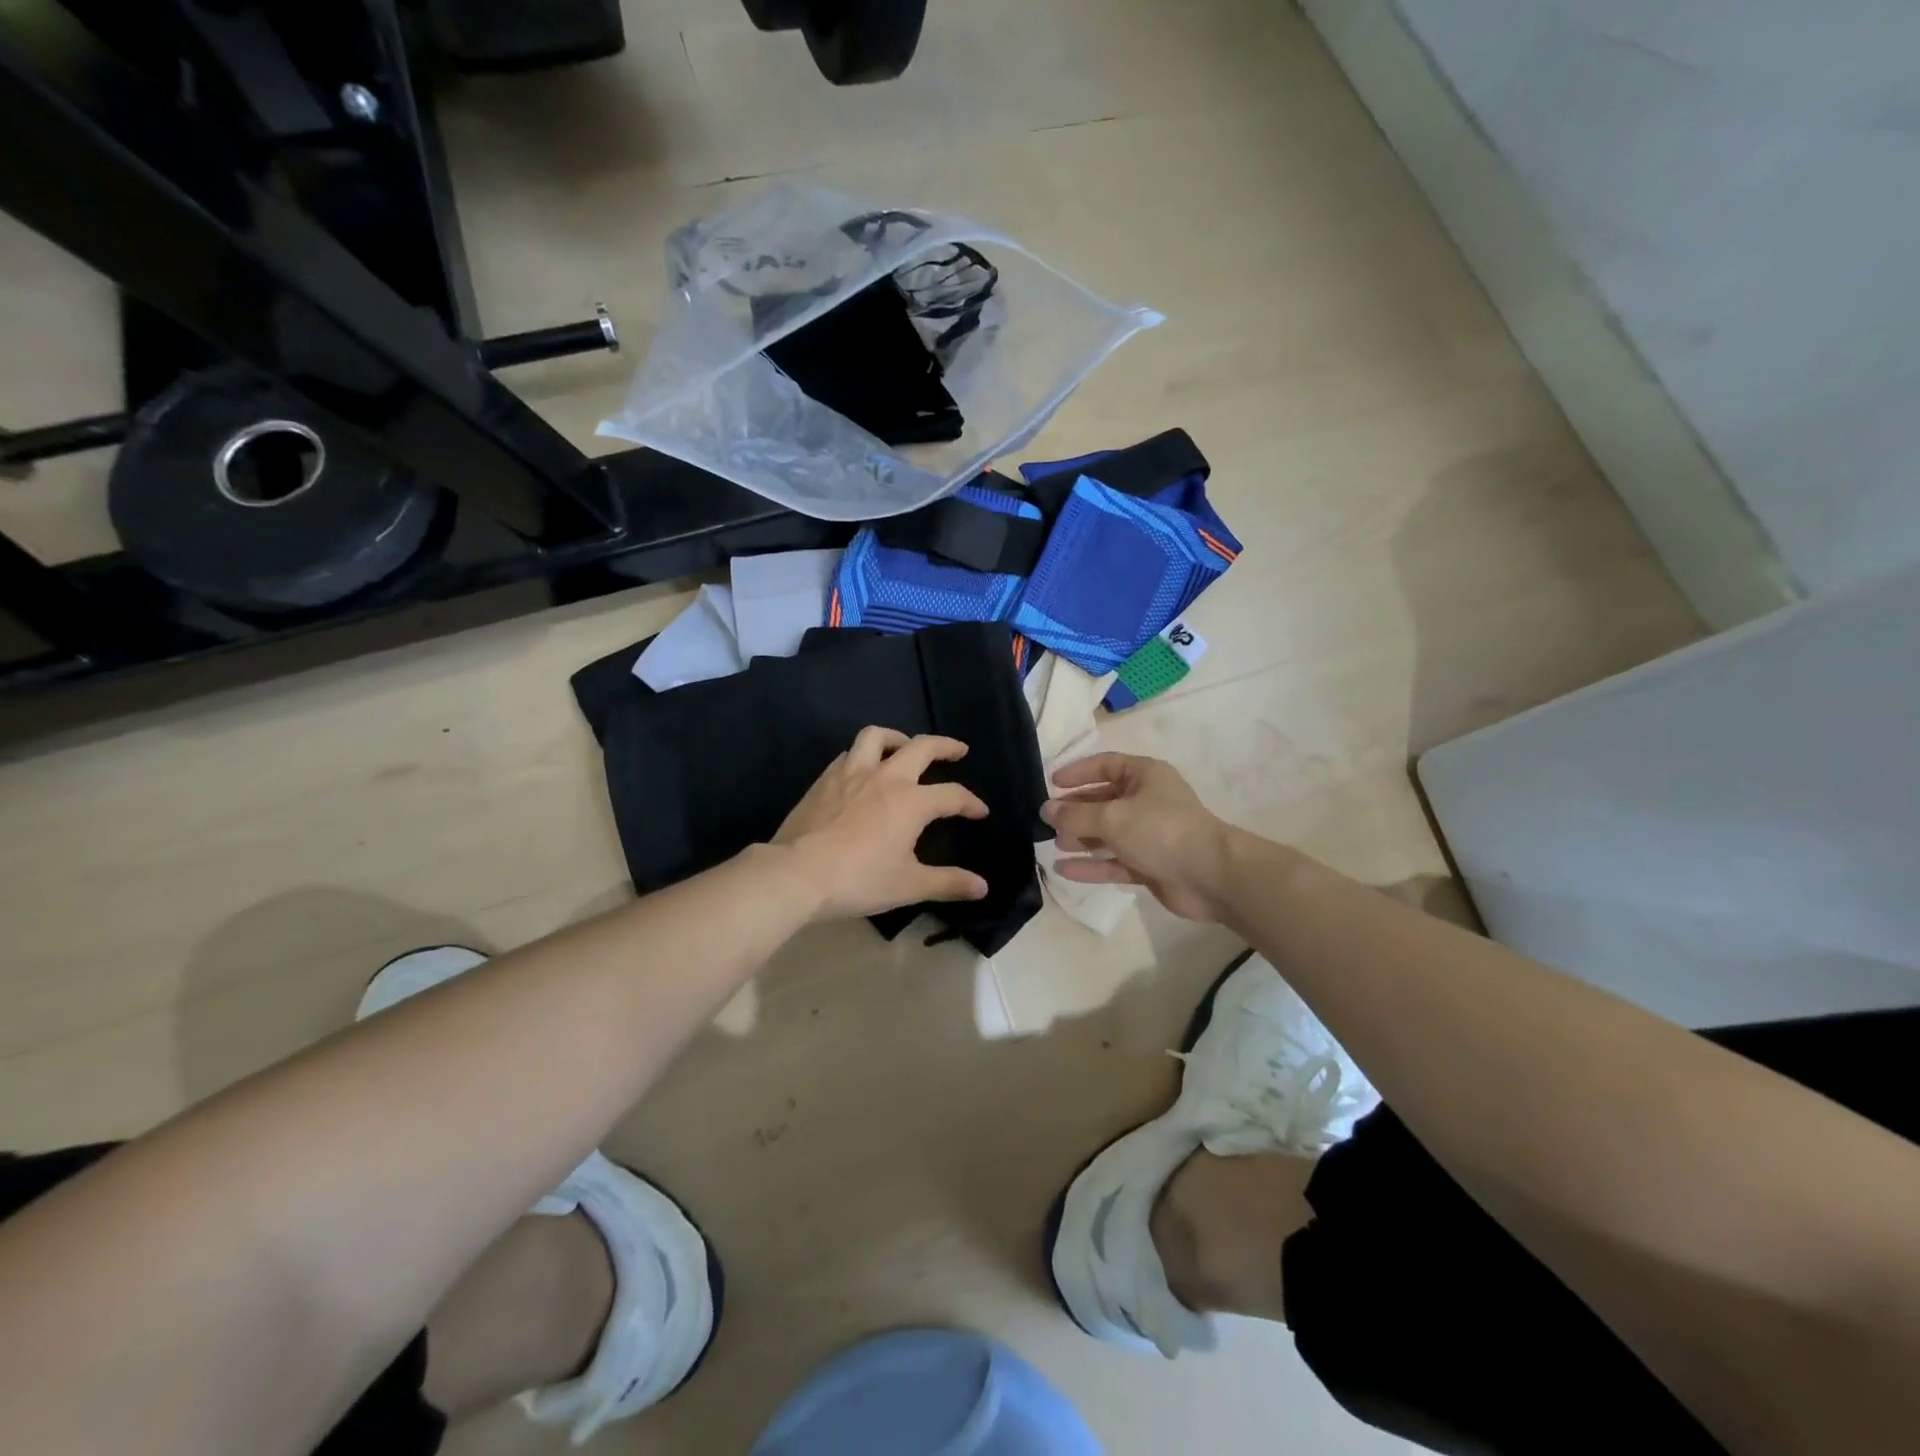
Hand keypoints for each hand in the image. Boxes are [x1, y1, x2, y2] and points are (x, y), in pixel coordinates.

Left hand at [774, 727, 990, 920]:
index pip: (952, 795)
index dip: (970, 802)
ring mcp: (851, 773)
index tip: (980, 812)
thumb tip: (982, 887)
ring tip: (905, 747)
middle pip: (921, 748)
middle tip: (957, 750)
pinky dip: (863, 755)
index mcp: (911, 801)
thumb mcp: (908, 885)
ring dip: (897, 737)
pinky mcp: (824, 779)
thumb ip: (948, 883)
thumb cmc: (859, 879)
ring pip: (877, 737)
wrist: (797, 873)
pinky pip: (849, 754)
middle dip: (944, 746)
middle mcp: (885, 777)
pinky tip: (863, 770)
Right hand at [1043, 753, 1234, 920]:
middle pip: (1104, 800)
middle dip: (1075, 811)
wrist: (1210, 875)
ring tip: (1053, 845)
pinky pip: (1115, 861)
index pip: (1105, 765)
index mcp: (1145, 775)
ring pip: (1108, 833)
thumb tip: (1045, 810)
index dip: (1078, 772)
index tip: (1052, 783)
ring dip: (1081, 839)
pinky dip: (1092, 865)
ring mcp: (1149, 835)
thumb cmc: (1160, 830)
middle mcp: (1147, 801)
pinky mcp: (1150, 865)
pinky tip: (1064, 870)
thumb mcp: (1111, 817)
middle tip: (1047, 821)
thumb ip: (1075, 815)